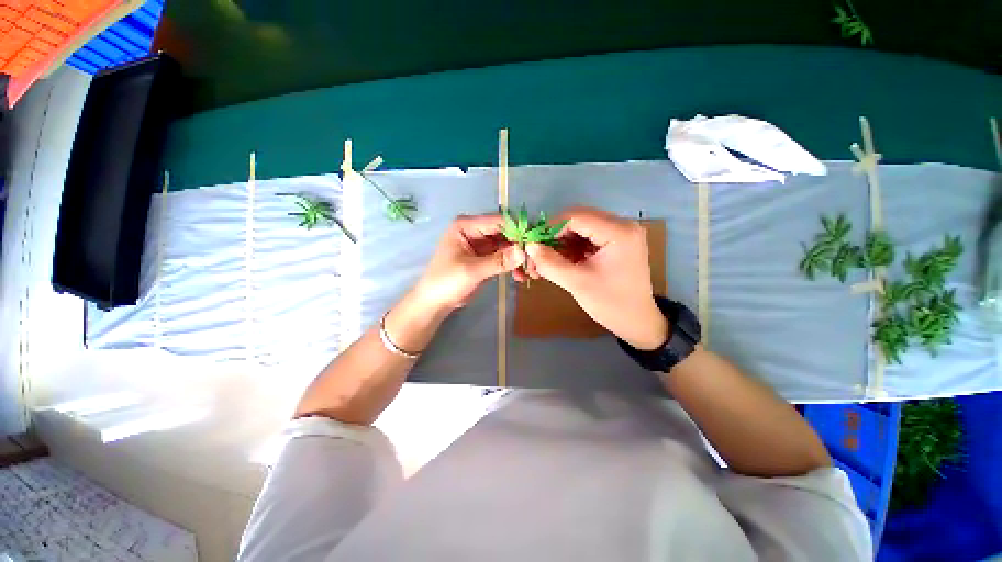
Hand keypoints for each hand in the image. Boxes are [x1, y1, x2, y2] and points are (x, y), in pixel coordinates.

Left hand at [412, 214, 525, 311]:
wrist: (434, 303)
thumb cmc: (446, 282)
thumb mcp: (472, 271)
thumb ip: (498, 261)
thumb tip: (523, 251)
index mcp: (466, 226)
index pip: (498, 222)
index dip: (517, 229)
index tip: (536, 241)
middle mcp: (475, 231)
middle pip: (504, 233)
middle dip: (520, 245)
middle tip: (535, 260)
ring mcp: (481, 245)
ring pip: (506, 245)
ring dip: (518, 257)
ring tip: (530, 270)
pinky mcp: (485, 258)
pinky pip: (503, 257)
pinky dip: (512, 264)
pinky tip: (520, 275)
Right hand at [525, 207, 668, 349]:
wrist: (636, 321)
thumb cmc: (610, 303)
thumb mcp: (577, 282)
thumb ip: (549, 263)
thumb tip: (529, 246)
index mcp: (619, 231)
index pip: (576, 217)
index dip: (550, 228)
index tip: (533, 245)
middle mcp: (622, 225)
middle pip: (578, 220)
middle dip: (555, 236)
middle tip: (538, 253)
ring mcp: (621, 232)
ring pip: (581, 228)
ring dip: (562, 243)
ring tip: (547, 261)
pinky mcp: (617, 242)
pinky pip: (588, 237)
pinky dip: (572, 248)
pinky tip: (561, 261)